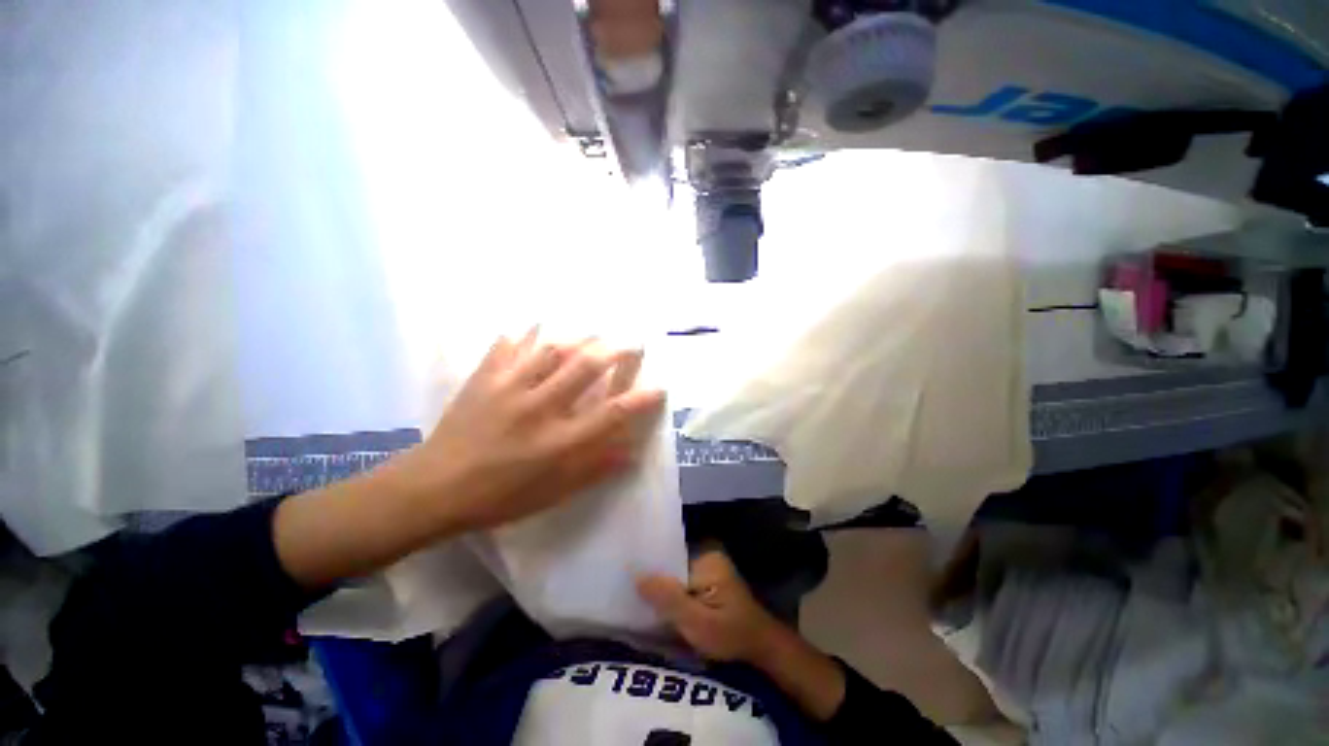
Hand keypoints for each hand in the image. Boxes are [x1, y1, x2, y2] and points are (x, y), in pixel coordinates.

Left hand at [396, 330, 666, 532]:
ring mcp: (509, 389)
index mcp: (558, 442)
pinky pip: (507, 346)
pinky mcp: (484, 379)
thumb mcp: (552, 493)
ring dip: (578, 337)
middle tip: (631, 341)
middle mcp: (539, 409)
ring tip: (593, 332)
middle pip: (584, 368)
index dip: (640, 399)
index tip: (659, 387)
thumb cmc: (500, 497)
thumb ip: (594, 469)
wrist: (434, 489)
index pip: (611, 414)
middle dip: (614, 350)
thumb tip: (631, 453)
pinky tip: (533, 324)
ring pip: (551, 350)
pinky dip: (523, 332)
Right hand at [637, 550, 784, 664]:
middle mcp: (706, 552)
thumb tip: (637, 575)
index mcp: (706, 557)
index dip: (648, 571)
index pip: (668, 558)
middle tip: (630, 595)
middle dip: (654, 581)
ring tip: (640, 600)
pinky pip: (683, 580)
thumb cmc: (731, 635)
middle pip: (671, 564)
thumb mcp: (698, 624)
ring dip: (663, 589)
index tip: (627, 582)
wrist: (761, 646)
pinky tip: (662, 606)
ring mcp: (708, 563)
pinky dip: (673, 593)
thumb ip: (669, 599)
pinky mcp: (708, 576)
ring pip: (675, 574)